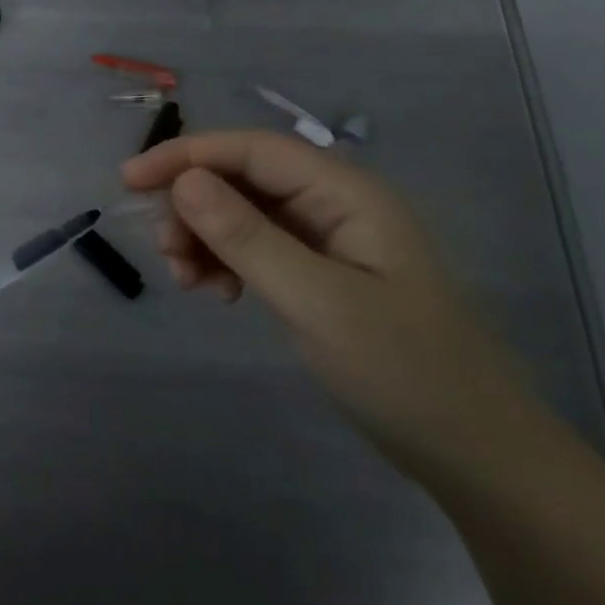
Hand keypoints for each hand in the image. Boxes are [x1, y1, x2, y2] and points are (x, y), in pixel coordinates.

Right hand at [123, 131, 555, 482]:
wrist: (475, 454)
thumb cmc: (403, 371)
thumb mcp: (315, 301)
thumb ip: (246, 237)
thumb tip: (183, 182)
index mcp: (347, 193)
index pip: (252, 150)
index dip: (186, 156)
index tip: (129, 181)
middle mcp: (335, 204)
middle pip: (243, 179)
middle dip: (194, 207)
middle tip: (167, 256)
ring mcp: (329, 240)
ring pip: (244, 214)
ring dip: (205, 238)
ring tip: (191, 284)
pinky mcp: (321, 274)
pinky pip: (257, 248)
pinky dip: (226, 262)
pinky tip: (219, 293)